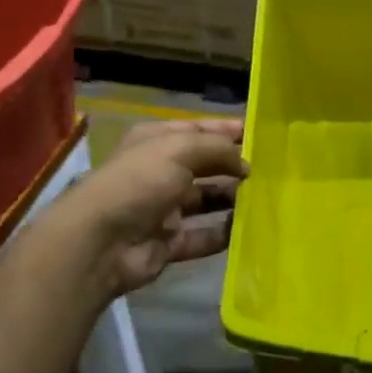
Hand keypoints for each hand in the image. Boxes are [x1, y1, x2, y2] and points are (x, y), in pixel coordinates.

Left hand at [54, 119, 247, 303]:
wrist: (100, 242)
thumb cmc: (139, 182)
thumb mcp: (179, 150)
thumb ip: (217, 149)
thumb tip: (245, 163)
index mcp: (155, 142)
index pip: (197, 130)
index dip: (226, 130)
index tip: (259, 134)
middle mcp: (159, 172)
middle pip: (204, 165)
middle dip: (233, 166)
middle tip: (271, 169)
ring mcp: (163, 209)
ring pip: (206, 200)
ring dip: (231, 199)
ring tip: (265, 197)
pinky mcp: (168, 242)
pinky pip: (202, 236)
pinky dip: (222, 234)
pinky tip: (248, 229)